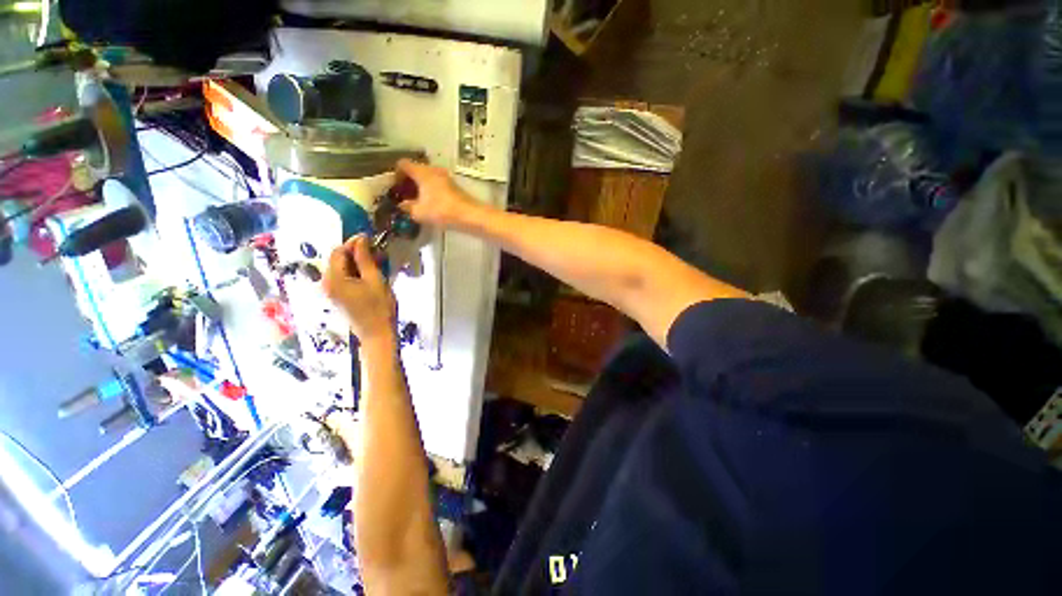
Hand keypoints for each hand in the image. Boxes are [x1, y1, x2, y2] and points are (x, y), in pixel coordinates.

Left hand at [322, 235, 396, 343]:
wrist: (377, 334)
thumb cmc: (379, 307)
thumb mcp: (375, 280)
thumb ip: (365, 258)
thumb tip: (360, 238)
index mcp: (334, 279)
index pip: (338, 252)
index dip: (353, 243)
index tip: (370, 238)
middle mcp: (327, 283)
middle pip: (337, 260)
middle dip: (355, 252)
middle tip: (376, 250)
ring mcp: (331, 291)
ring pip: (341, 269)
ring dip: (357, 262)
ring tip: (376, 261)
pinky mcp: (338, 297)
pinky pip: (344, 278)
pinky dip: (356, 272)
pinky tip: (370, 273)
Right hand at [396, 159, 483, 228]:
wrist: (470, 215)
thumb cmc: (442, 211)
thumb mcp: (419, 212)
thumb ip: (407, 207)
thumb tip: (403, 205)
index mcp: (422, 171)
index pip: (403, 164)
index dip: (395, 174)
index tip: (394, 188)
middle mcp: (433, 170)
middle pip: (415, 170)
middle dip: (408, 182)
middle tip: (404, 196)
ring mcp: (445, 177)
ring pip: (427, 178)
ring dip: (420, 188)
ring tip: (416, 202)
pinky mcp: (454, 187)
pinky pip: (437, 185)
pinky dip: (431, 192)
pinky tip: (430, 205)